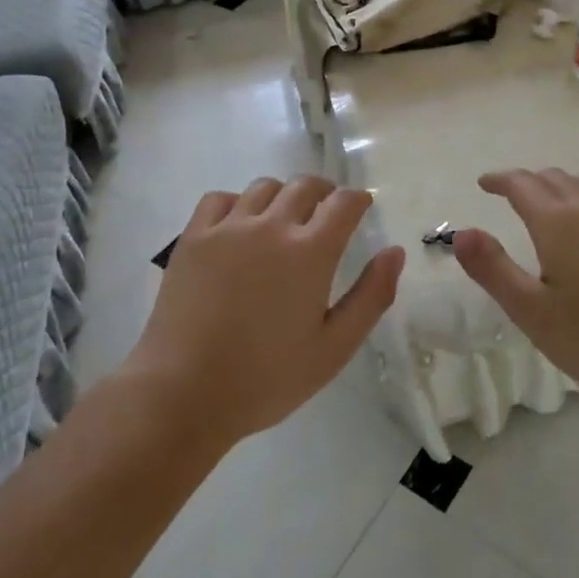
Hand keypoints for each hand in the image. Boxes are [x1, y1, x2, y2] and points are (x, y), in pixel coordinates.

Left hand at [126, 176, 405, 445]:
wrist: (183, 391)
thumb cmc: (266, 378)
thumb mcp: (334, 348)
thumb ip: (371, 296)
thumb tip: (395, 252)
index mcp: (311, 252)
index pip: (344, 203)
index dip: (358, 200)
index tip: (362, 208)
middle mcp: (271, 226)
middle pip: (305, 186)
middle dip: (324, 193)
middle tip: (327, 213)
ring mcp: (228, 228)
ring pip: (264, 188)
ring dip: (283, 196)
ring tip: (283, 220)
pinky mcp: (193, 237)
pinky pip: (220, 198)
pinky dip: (237, 203)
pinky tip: (238, 227)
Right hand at [453, 169, 578, 407]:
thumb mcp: (531, 311)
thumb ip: (493, 269)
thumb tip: (461, 233)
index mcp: (558, 223)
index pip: (522, 185)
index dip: (500, 180)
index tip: (484, 183)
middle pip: (554, 178)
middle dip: (527, 181)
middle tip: (510, 194)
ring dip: (560, 184)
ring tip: (549, 202)